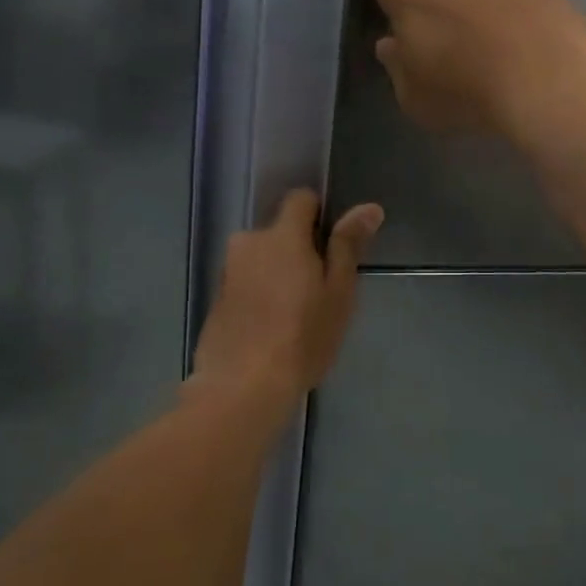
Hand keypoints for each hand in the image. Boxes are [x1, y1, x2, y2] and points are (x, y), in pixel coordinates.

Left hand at [191, 189, 381, 405]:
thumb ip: (348, 245)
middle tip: (318, 291)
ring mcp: (228, 271)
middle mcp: (249, 243)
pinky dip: (260, 294)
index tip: (332, 247)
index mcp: (282, 235)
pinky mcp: (216, 298)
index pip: (300, 199)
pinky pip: (246, 282)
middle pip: (280, 232)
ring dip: (277, 273)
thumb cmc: (302, 337)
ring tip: (294, 315)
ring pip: (262, 258)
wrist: (241, 387)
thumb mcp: (338, 292)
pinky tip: (270, 328)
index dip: (319, 215)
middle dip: (298, 251)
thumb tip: (369, 207)